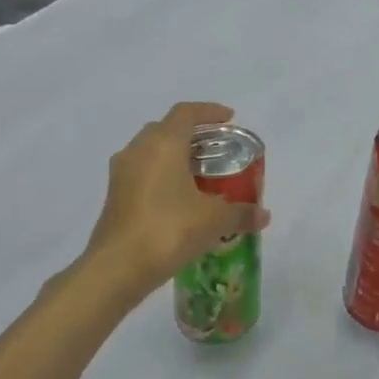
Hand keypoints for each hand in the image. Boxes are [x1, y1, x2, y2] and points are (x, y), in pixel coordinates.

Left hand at [84, 101, 270, 300]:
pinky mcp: (114, 196)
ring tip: (199, 174)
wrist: (117, 267)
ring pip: (150, 151)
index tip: (230, 119)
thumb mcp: (214, 221)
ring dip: (173, 156)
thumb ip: (241, 213)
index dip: (210, 111)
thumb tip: (264, 216)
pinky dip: (161, 176)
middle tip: (215, 149)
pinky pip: (141, 173)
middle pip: (166, 128)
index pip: (186, 113)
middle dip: (191, 134)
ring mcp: (121, 173)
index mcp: (163, 144)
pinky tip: (178, 199)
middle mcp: (138, 150)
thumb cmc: (169, 230)